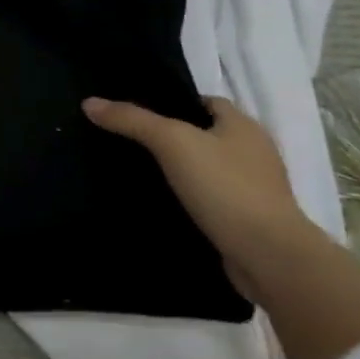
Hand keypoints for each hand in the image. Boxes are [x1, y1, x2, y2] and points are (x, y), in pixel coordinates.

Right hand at [82, 94, 316, 298]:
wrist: (269, 256)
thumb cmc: (225, 187)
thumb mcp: (171, 142)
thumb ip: (132, 120)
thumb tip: (90, 103)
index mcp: (244, 126)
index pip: (206, 102)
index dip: (174, 103)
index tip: (139, 113)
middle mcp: (254, 152)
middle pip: (206, 134)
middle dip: (174, 136)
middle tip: (131, 140)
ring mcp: (256, 188)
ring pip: (209, 167)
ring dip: (182, 170)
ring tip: (141, 171)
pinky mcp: (250, 219)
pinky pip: (213, 198)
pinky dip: (192, 197)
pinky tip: (165, 202)